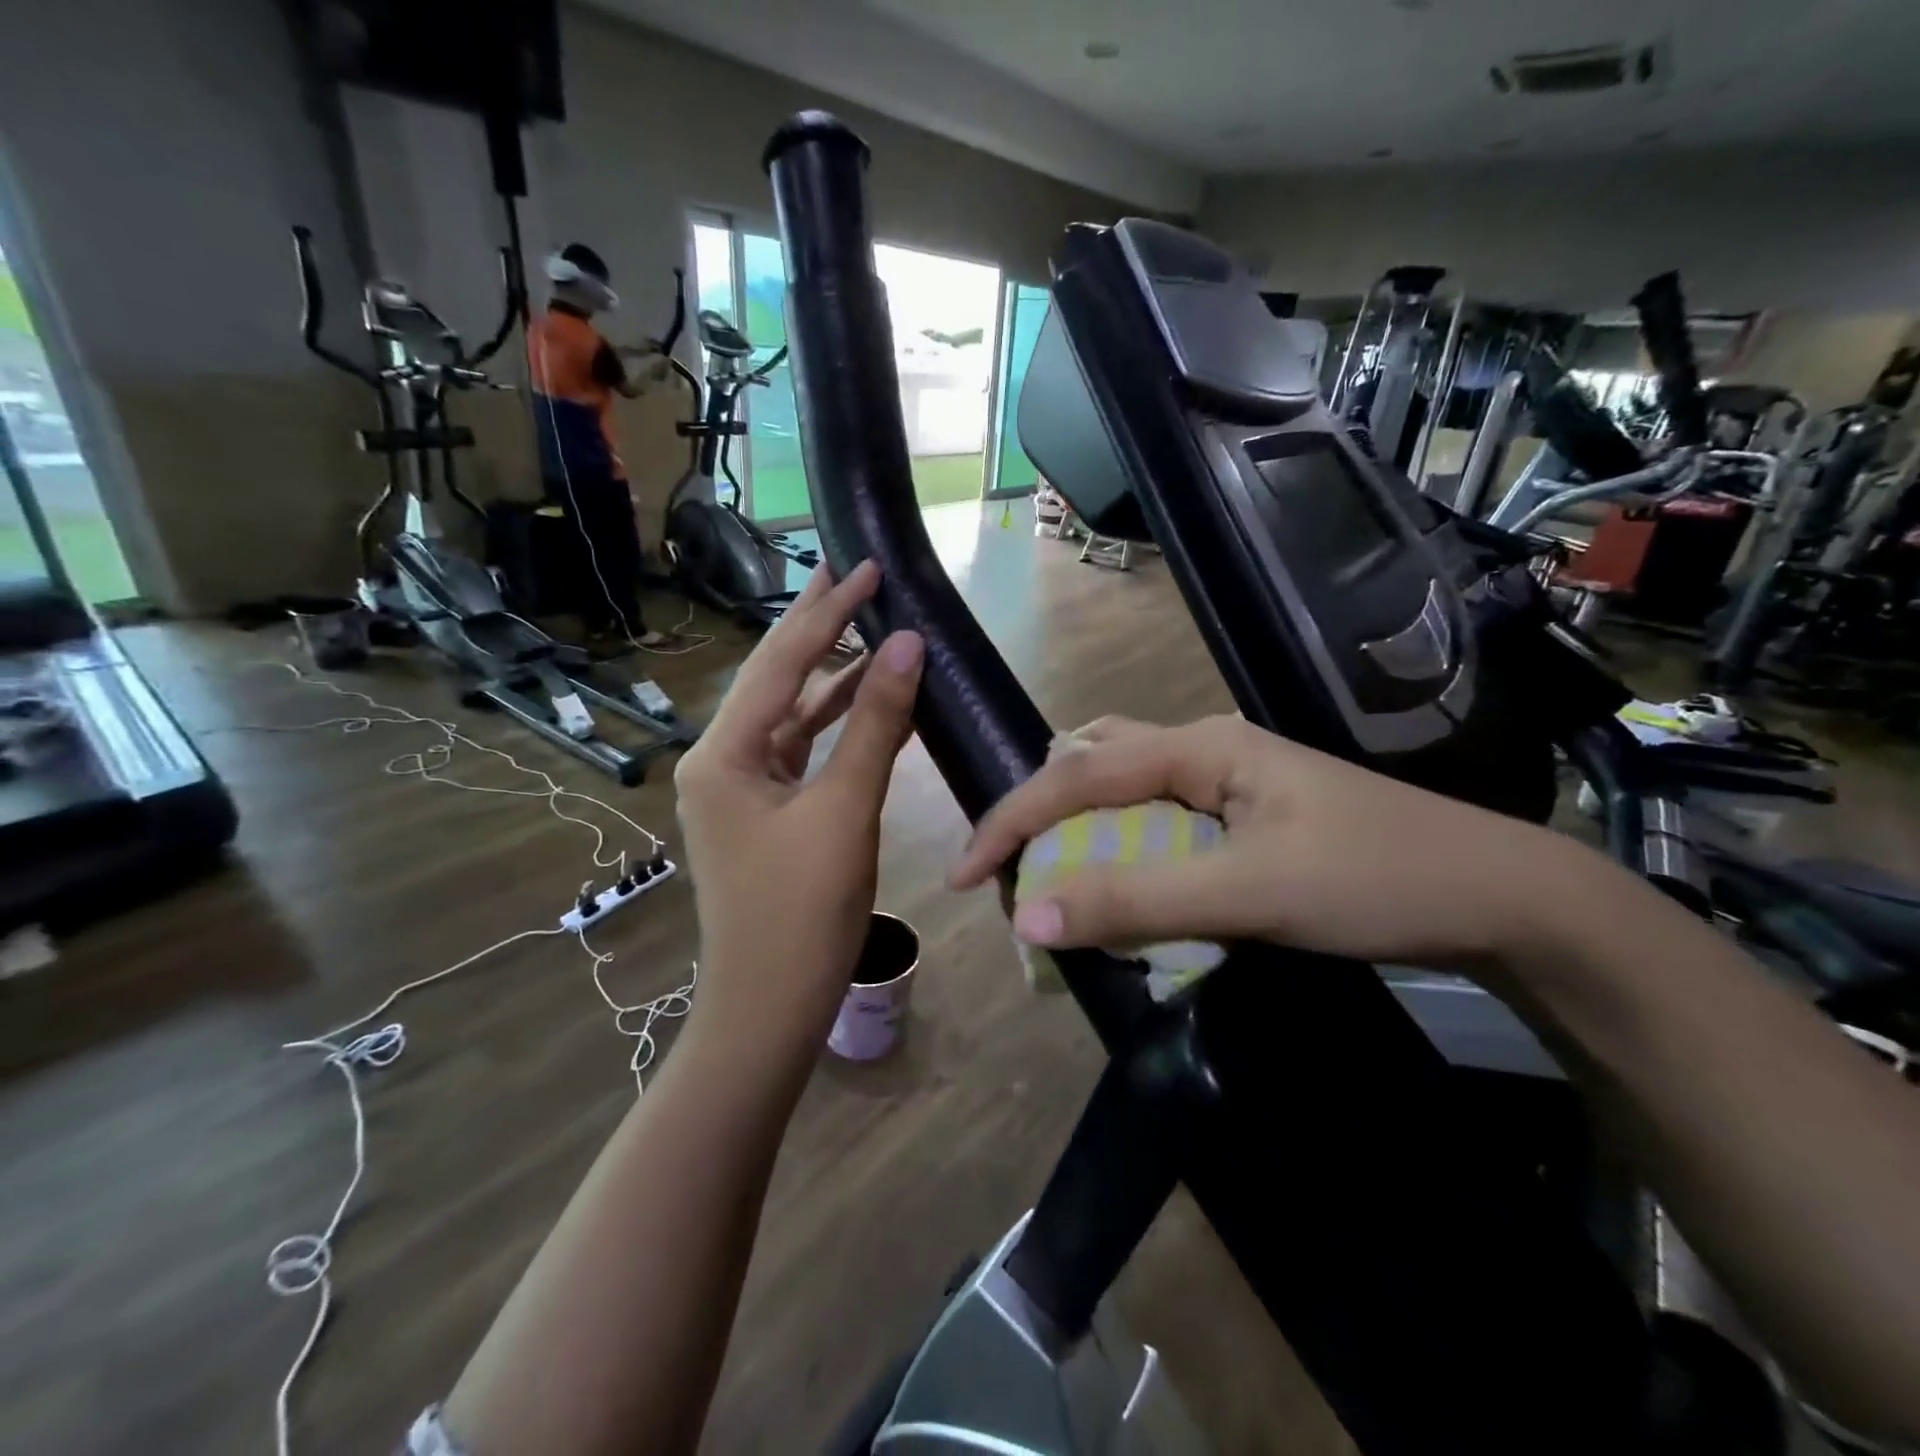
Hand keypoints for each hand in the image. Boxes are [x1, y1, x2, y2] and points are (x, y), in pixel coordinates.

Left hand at [674, 561, 923, 1052]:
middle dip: (818, 627)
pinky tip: (869, 701)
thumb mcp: (845, 810)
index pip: (782, 662)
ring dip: (833, 676)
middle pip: (777, 678)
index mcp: (725, 753)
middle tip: (854, 575)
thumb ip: (875, 724)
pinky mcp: (765, 812)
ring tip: (870, 626)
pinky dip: (836, 725)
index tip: (867, 566)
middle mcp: (722, 760)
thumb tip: (905, 644)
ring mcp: (742, 788)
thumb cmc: (803, 913)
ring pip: (792, 715)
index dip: (828, 611)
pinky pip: (803, 752)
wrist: (770, 1008)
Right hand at [950, 715, 1580, 968]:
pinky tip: (1120, 882)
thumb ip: (1136, 902)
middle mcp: (1204, 750)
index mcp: (1199, 746)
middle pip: (1093, 761)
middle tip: (1011, 866)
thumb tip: (1028, 918)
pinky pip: (1157, 823)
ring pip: (1125, 789)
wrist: (1500, 898)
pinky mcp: (1243, 818)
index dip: (1013, 820)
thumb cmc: (1375, 880)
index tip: (966, 876)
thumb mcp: (1248, 893)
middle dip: (1042, 810)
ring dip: (1081, 828)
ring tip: (1051, 873)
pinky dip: (1122, 850)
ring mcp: (1226, 784)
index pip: (1077, 773)